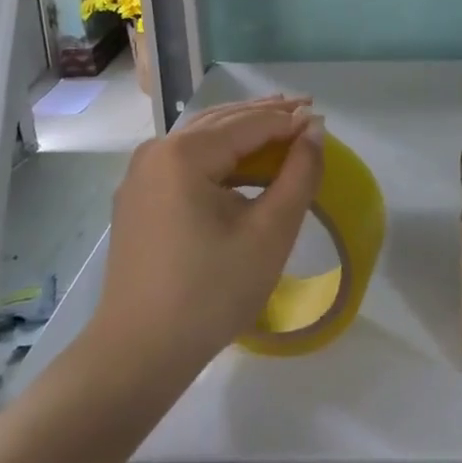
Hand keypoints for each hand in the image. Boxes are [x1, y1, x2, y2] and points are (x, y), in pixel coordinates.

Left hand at [86, 96, 324, 378]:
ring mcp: (141, 175)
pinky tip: (244, 161)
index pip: (250, 123)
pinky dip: (221, 154)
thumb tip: (314, 130)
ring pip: (204, 138)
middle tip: (307, 108)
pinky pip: (187, 160)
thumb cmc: (211, 292)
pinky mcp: (138, 198)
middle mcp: (157, 152)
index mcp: (184, 153)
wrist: (138, 354)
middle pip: (223, 121)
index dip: (290, 120)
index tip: (323, 119)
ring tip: (281, 124)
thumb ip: (299, 174)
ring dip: (244, 130)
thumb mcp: (270, 232)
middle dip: (266, 115)